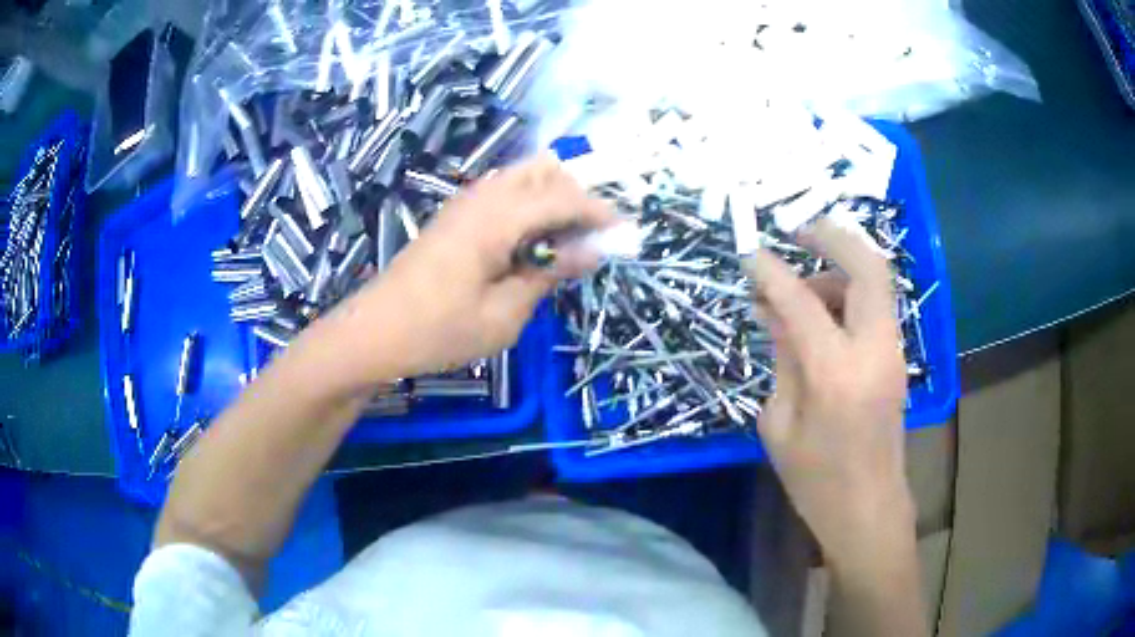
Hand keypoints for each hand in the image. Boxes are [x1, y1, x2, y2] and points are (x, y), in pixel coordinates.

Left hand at [318, 155, 614, 382]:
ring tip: (564, 240)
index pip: (563, 198)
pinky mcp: (454, 215)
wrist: (374, 332)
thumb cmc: (439, 331)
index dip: (599, 212)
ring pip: (522, 176)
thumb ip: (549, 275)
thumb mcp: (504, 316)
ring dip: (552, 196)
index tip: (625, 233)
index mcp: (497, 219)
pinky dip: (528, 203)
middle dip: (578, 197)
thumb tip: (590, 251)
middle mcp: (482, 198)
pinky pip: (503, 191)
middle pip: (544, 172)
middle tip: (592, 238)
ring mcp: (464, 202)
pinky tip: (529, 241)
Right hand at [746, 217, 912, 565]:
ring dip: (839, 267)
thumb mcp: (780, 424)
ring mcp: (893, 351)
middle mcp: (873, 350)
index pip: (802, 301)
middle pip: (868, 267)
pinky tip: (822, 312)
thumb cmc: (815, 480)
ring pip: (876, 281)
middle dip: (832, 237)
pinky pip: (875, 306)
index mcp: (836, 374)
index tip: (748, 252)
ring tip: (802, 286)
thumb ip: (782, 358)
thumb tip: (774, 309)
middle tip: (796, 232)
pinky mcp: (897, 358)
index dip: (771, 271)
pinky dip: (849, 293)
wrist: (868, 508)